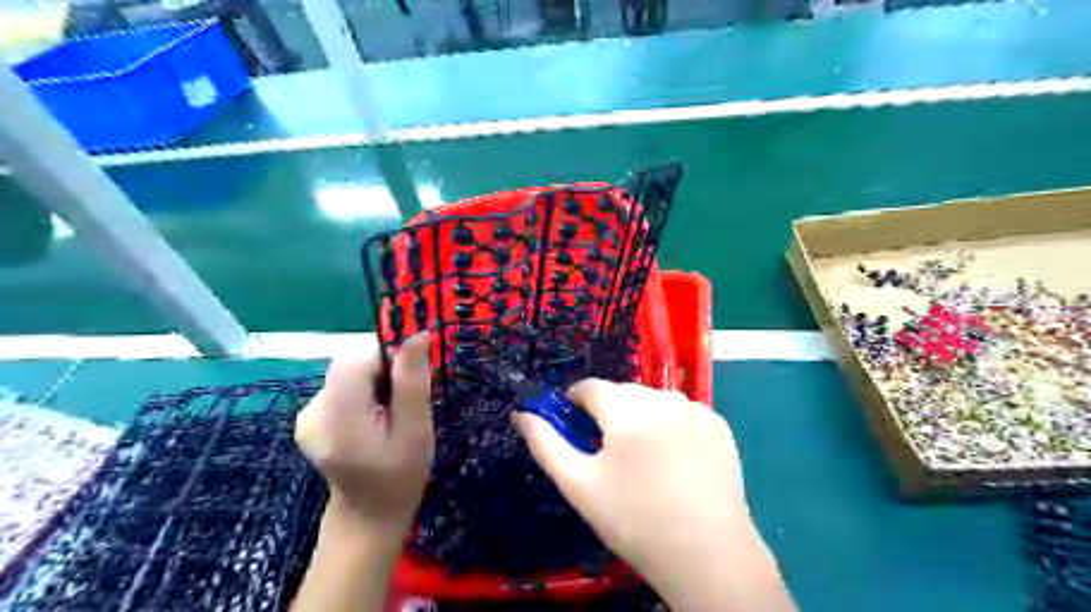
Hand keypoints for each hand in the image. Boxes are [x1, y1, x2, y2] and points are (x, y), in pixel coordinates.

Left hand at [297, 334, 436, 539]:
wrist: (368, 515)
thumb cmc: (401, 476)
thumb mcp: (416, 430)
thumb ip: (413, 382)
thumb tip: (417, 334)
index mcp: (337, 419)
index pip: (355, 361)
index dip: (387, 357)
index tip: (411, 376)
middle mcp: (312, 412)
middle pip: (349, 364)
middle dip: (383, 370)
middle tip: (404, 400)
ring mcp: (306, 415)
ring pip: (348, 372)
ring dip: (375, 380)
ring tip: (391, 411)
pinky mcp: (310, 416)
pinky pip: (342, 385)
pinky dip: (364, 390)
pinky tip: (374, 415)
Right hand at [513, 380, 793, 610]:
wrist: (706, 555)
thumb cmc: (634, 520)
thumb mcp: (579, 485)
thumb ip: (546, 443)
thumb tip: (521, 414)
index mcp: (626, 409)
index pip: (590, 387)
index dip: (575, 402)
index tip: (573, 425)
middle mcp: (663, 398)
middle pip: (623, 393)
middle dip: (609, 412)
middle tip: (608, 452)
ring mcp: (696, 409)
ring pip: (653, 401)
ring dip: (641, 417)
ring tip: (642, 458)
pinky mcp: (719, 425)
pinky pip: (682, 413)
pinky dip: (671, 425)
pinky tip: (673, 459)